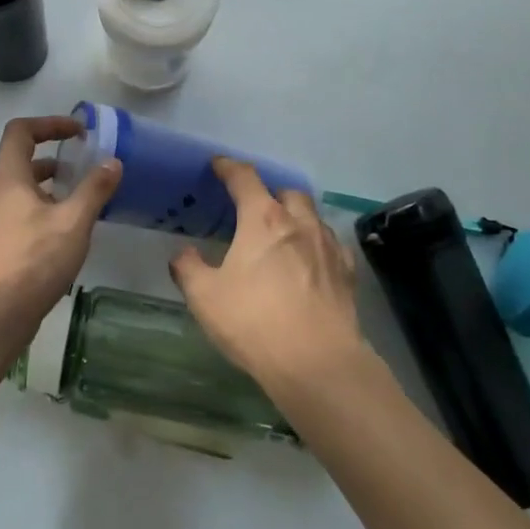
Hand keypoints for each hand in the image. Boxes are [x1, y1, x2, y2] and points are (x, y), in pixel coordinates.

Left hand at [0, 115, 120, 336]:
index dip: (49, 124)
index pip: (20, 131)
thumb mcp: (73, 221)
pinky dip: (45, 210)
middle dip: (54, 156)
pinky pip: (23, 213)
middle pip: (21, 159)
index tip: (78, 131)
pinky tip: (69, 231)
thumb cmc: (33, 258)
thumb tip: (113, 162)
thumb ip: (94, 189)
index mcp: (9, 176)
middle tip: (84, 164)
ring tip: (81, 197)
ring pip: (23, 190)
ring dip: (51, 186)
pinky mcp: (0, 245)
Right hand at [170, 158, 364, 389]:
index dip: (229, 168)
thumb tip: (183, 254)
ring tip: (283, 235)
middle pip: (286, 192)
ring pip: (313, 216)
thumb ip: (189, 269)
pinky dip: (318, 244)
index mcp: (263, 219)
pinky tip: (312, 261)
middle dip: (270, 194)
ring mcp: (328, 246)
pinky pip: (332, 245)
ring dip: (297, 217)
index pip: (245, 178)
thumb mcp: (205, 297)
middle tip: (254, 209)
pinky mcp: (347, 273)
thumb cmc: (255, 322)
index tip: (219, 165)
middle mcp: (299, 222)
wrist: (318, 363)